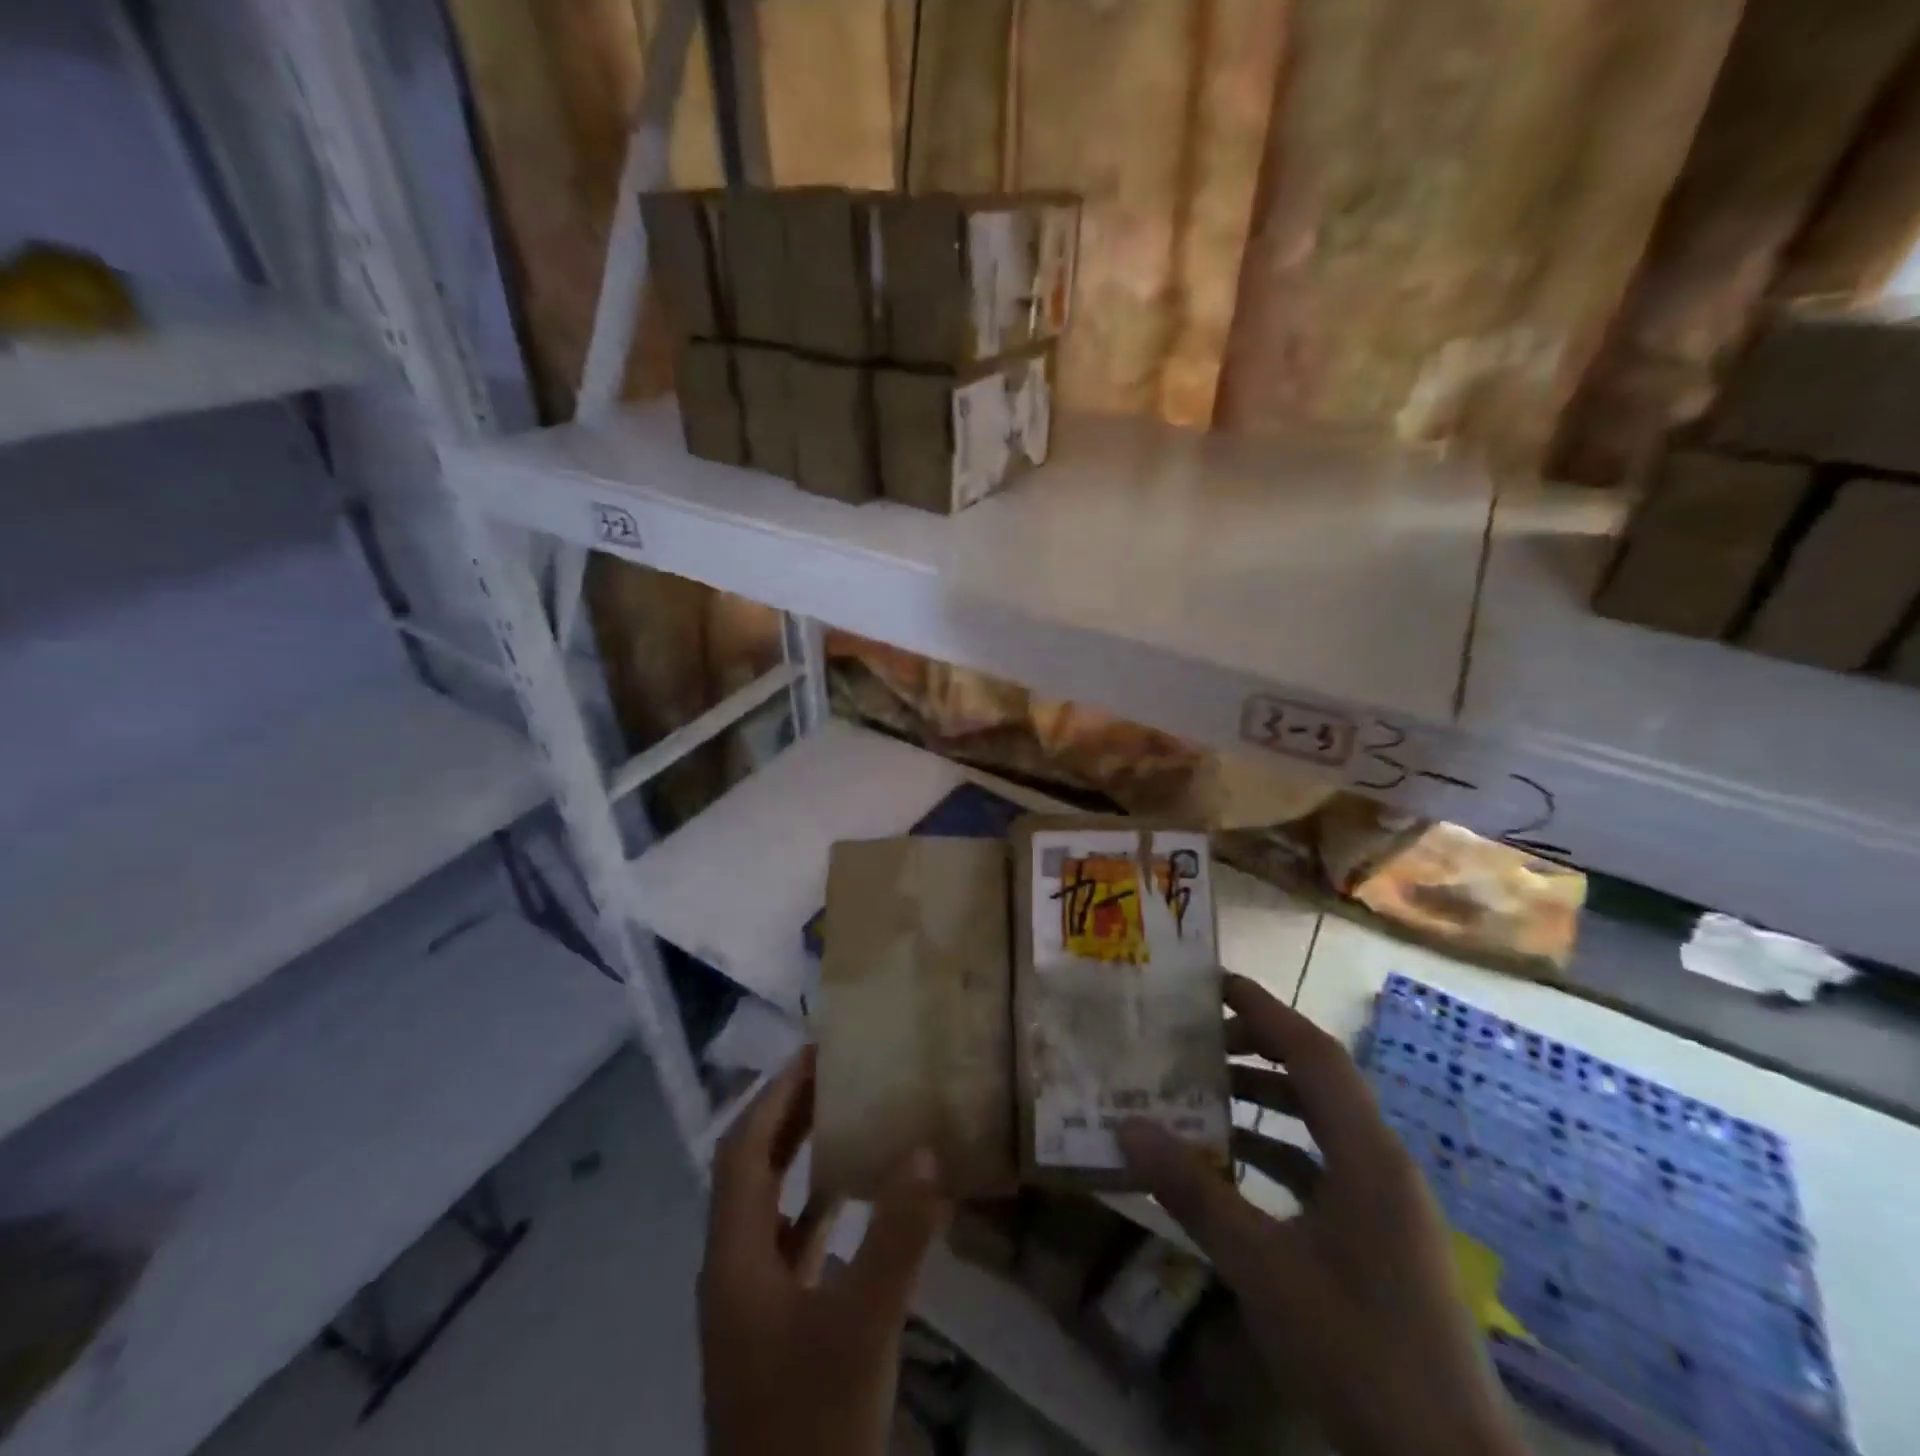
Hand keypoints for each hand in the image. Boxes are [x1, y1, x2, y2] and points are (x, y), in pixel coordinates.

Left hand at [700, 1049, 948, 1455]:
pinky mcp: (773, 1330)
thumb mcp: (862, 1327)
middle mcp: (731, 1269)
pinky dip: (817, 1208)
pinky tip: (853, 1200)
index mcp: (734, 1258)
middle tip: (835, 1072)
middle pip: (751, 1171)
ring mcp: (750, 1304)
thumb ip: (897, 1236)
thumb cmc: (812, 1426)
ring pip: (769, 1207)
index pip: (743, 1151)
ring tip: (845, 1116)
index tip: (814, 1052)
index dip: (774, 1096)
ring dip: (799, 1157)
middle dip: (786, 1116)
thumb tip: (929, 1150)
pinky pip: (790, 1244)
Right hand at [1119, 976, 1526, 1455]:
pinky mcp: (1378, 1239)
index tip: (1212, 983)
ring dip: (1262, 1104)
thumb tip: (1128, 1127)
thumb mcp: (1262, 1268)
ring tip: (1201, 1094)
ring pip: (1317, 1126)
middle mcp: (1381, 1164)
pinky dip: (1274, 1153)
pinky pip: (1320, 1168)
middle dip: (1255, 1051)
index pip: (1313, 1052)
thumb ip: (1194, 1192)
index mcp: (1367, 1154)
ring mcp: (1384, 1204)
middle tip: (1194, 1040)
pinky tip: (1230, 1169)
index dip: (1264, 1010)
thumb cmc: (1358, 1352)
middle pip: (1316, 1080)